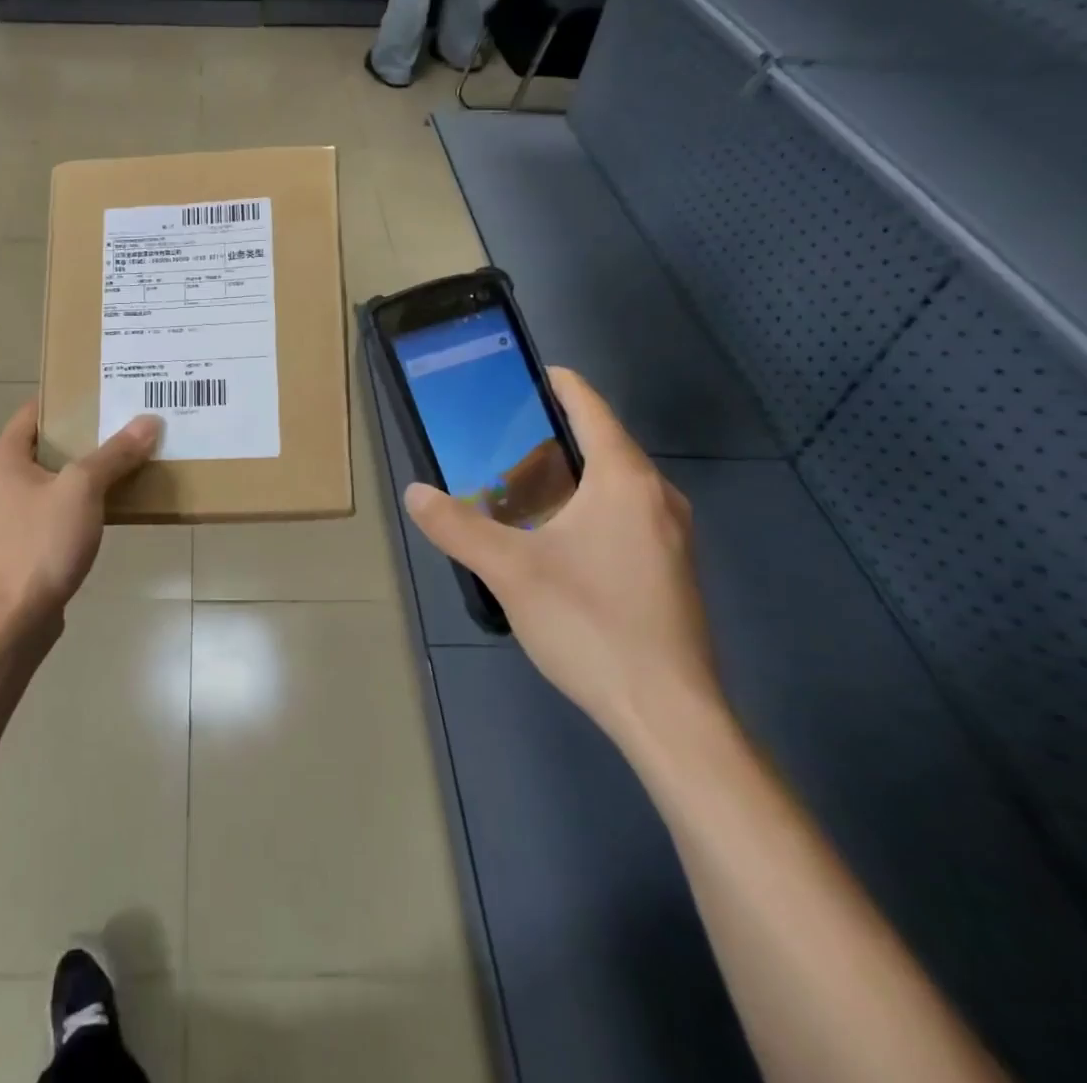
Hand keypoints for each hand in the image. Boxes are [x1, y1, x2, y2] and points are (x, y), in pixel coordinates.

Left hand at [0, 400, 161, 645]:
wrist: (16, 618)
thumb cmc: (42, 543)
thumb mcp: (83, 489)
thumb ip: (115, 454)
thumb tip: (149, 421)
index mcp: (2, 458)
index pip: (34, 412)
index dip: (68, 400)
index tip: (104, 394)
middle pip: (46, 445)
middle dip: (84, 436)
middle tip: (124, 426)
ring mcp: (7, 515)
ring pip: (51, 479)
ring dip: (84, 472)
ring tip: (124, 461)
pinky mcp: (21, 543)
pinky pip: (53, 508)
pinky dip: (78, 502)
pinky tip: (109, 505)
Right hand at [402, 369, 720, 750]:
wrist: (668, 714)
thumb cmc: (591, 624)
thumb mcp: (510, 571)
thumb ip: (457, 527)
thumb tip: (415, 493)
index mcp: (625, 482)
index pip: (593, 411)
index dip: (562, 386)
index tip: (530, 373)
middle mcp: (657, 499)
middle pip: (605, 445)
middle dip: (557, 433)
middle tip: (502, 435)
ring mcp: (671, 538)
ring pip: (616, 485)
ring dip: (572, 473)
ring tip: (519, 481)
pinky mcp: (670, 571)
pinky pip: (625, 515)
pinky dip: (588, 506)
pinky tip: (554, 535)